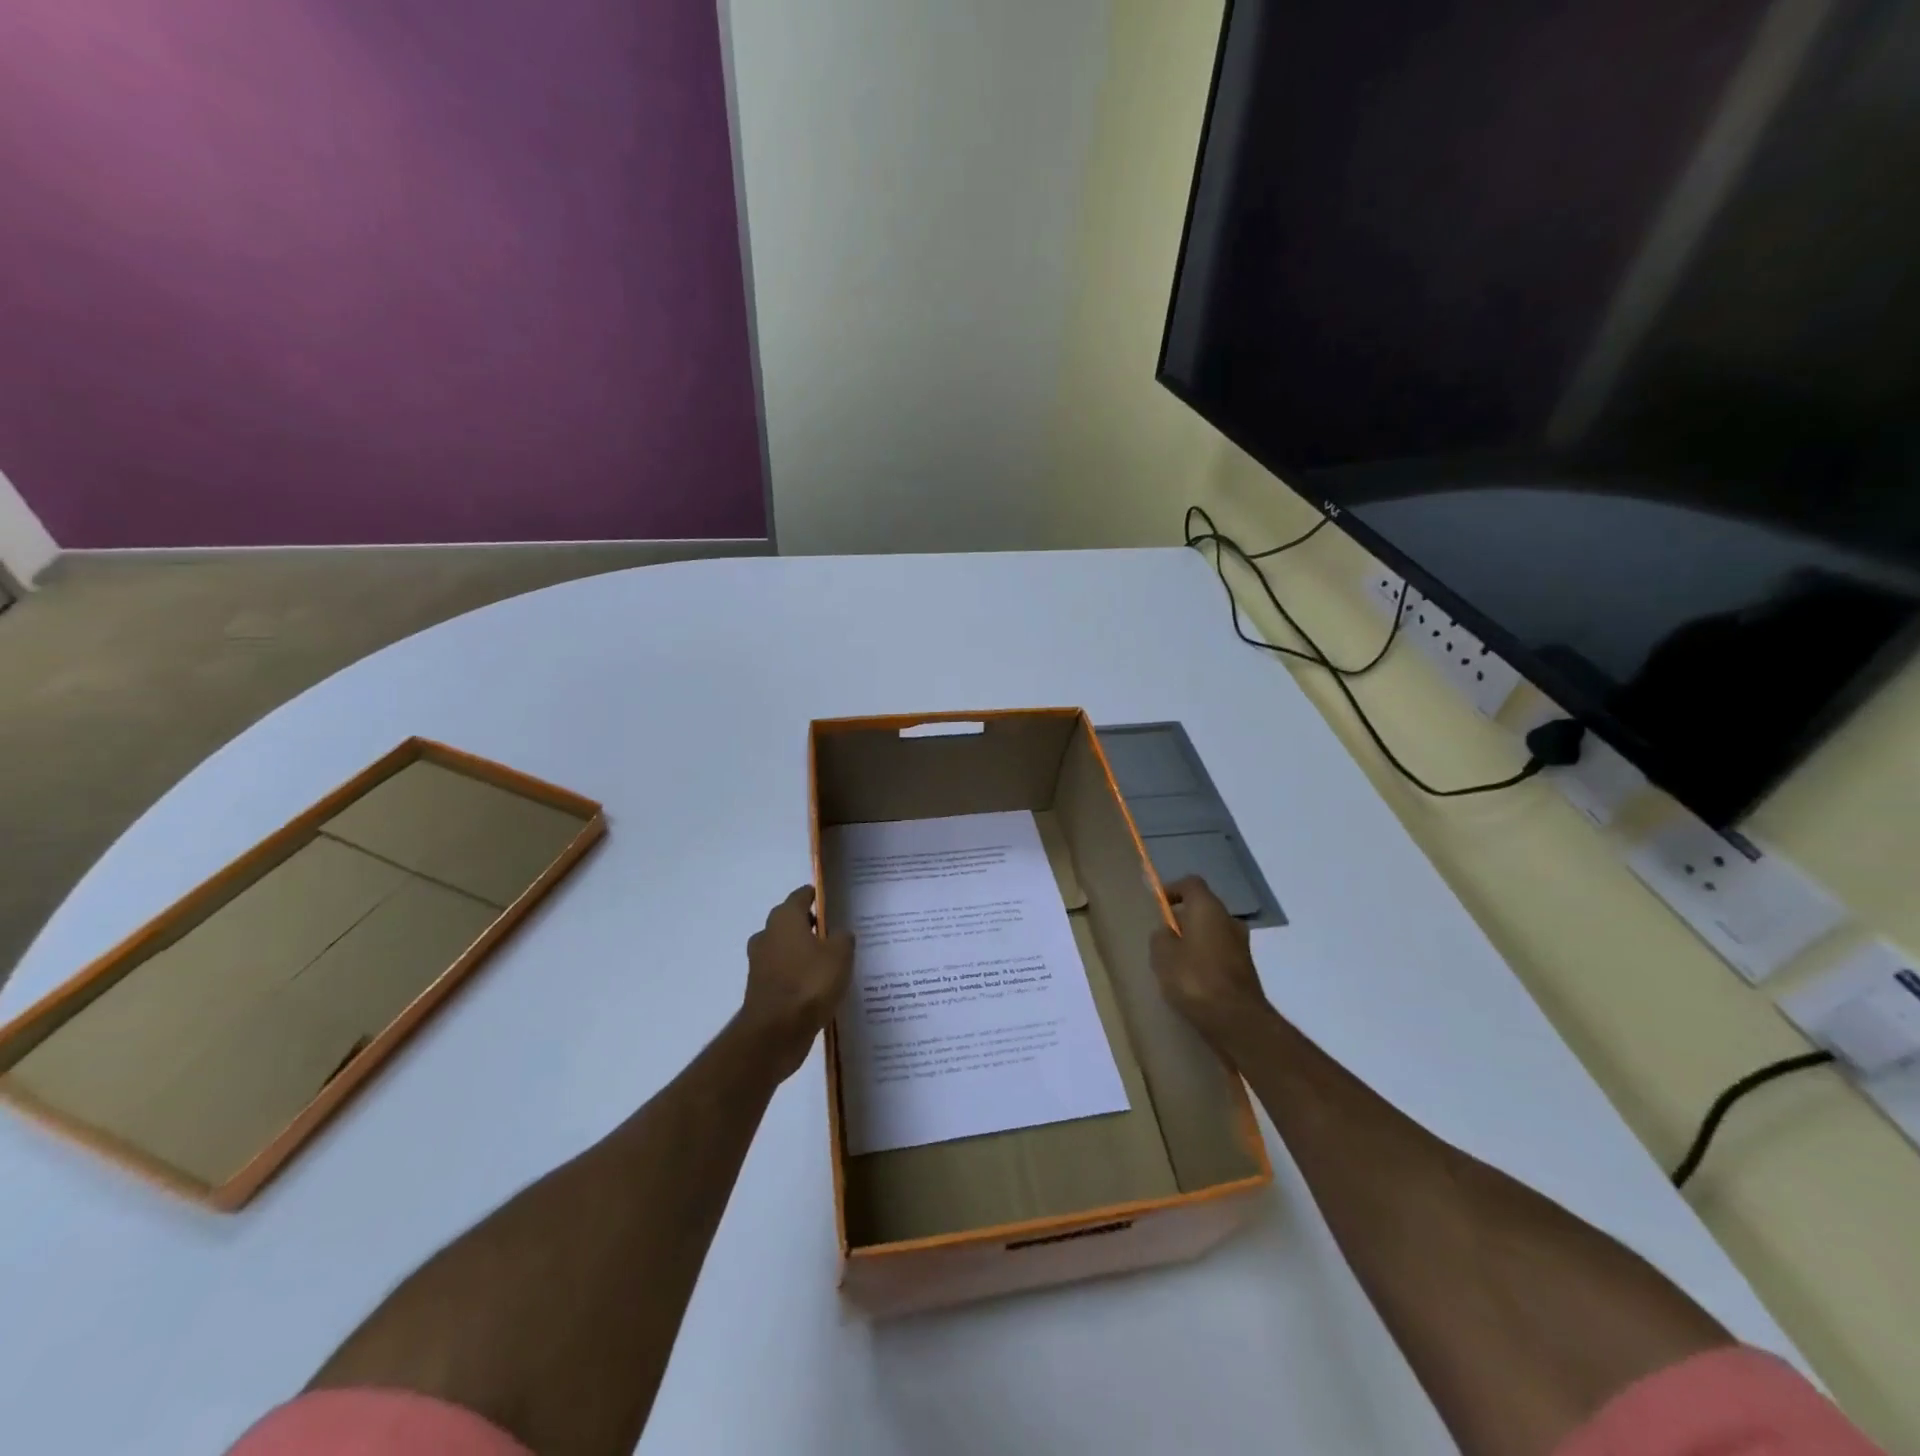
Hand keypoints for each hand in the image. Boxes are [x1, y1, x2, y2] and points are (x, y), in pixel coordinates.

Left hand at [739, 886, 853, 1080]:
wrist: (775, 1033)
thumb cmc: (809, 983)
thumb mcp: (840, 955)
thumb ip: (843, 938)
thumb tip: (840, 934)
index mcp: (784, 919)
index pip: (801, 896)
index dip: (817, 896)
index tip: (834, 903)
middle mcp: (767, 935)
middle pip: (792, 922)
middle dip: (811, 925)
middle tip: (837, 934)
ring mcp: (760, 963)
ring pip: (787, 949)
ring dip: (804, 952)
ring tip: (830, 963)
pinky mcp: (760, 989)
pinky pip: (784, 973)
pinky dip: (798, 975)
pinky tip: (818, 986)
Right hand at [1149, 876, 1272, 1052]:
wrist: (1237, 1020)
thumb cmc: (1195, 978)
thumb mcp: (1163, 955)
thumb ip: (1161, 937)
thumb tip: (1167, 933)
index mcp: (1208, 908)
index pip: (1191, 884)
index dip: (1173, 890)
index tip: (1158, 904)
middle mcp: (1229, 920)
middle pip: (1203, 908)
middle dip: (1183, 919)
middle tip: (1163, 936)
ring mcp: (1241, 945)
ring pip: (1212, 932)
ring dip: (1195, 940)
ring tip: (1175, 961)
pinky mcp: (1245, 969)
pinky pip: (1220, 953)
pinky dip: (1206, 958)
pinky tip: (1191, 979)